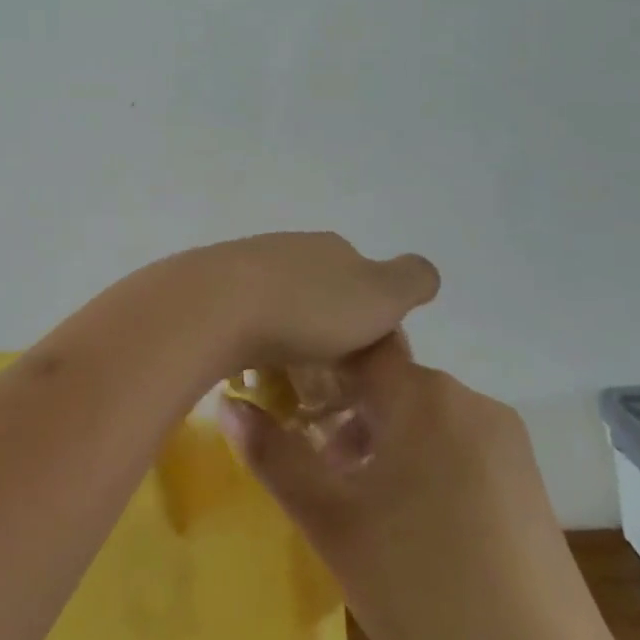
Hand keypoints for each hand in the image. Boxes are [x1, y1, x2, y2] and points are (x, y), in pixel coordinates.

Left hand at [167, 232, 439, 376]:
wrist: (217, 304)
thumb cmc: (308, 306)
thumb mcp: (379, 292)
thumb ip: (410, 280)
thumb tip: (423, 273)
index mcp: (334, 249)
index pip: (369, 290)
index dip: (377, 332)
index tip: (372, 376)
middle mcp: (293, 250)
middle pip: (326, 300)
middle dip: (334, 340)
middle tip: (333, 389)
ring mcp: (249, 267)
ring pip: (286, 311)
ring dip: (294, 345)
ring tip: (294, 390)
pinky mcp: (215, 292)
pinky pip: (249, 324)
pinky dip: (259, 348)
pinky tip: (256, 375)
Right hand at [216, 332, 554, 579]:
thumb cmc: (424, 593)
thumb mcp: (332, 523)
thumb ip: (274, 456)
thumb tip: (227, 406)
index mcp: (425, 396)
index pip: (356, 345)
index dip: (314, 360)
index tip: (281, 391)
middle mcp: (471, 403)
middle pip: (388, 384)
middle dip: (342, 411)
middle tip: (309, 460)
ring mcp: (506, 444)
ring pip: (421, 417)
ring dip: (378, 441)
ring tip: (350, 499)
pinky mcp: (527, 485)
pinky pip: (455, 447)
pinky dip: (419, 464)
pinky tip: (405, 524)